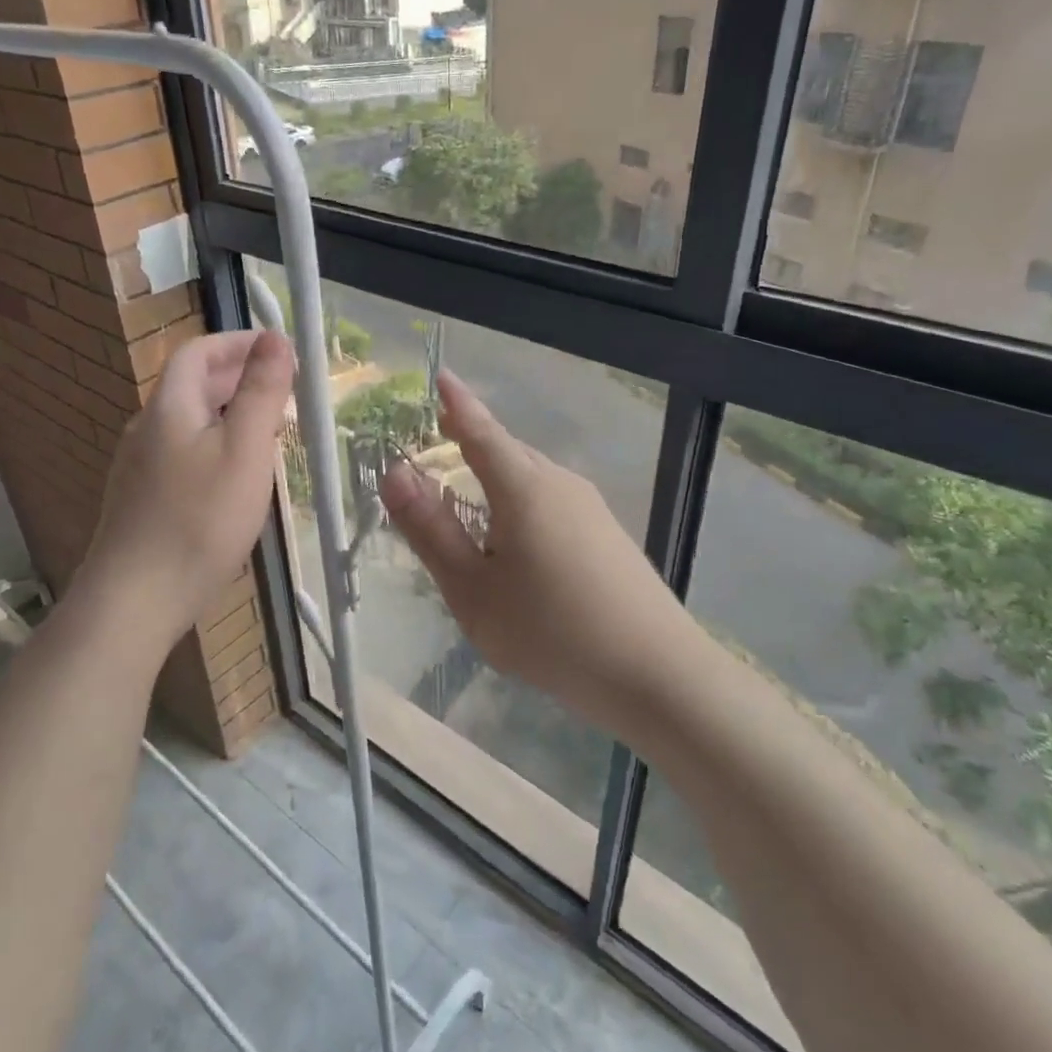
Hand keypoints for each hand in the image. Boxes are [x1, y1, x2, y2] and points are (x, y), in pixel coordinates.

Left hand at [80, 330, 294, 649]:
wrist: (135, 600)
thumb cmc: (199, 520)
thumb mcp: (244, 449)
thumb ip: (261, 392)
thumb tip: (275, 338)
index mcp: (169, 407)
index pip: (199, 352)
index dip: (238, 343)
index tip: (278, 351)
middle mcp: (147, 429)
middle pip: (192, 386)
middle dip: (239, 379)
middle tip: (283, 392)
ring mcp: (139, 468)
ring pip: (189, 423)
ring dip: (229, 414)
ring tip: (269, 433)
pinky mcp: (142, 501)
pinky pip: (183, 454)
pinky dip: (215, 446)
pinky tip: (236, 478)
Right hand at [378, 372, 691, 738]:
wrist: (657, 674)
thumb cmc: (550, 631)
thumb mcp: (472, 589)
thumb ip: (430, 530)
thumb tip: (395, 473)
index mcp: (523, 487)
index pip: (481, 430)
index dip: (457, 404)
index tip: (441, 376)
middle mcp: (560, 483)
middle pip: (508, 451)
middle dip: (473, 441)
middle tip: (441, 440)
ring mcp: (591, 508)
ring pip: (532, 478)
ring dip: (497, 477)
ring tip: (471, 496)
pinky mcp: (608, 534)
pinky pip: (552, 502)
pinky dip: (522, 504)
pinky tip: (518, 543)